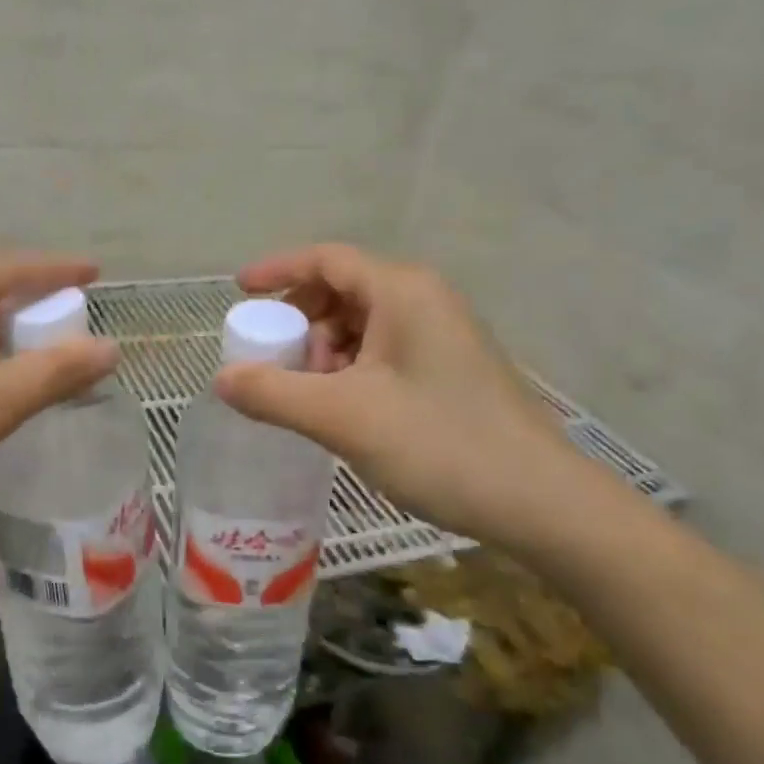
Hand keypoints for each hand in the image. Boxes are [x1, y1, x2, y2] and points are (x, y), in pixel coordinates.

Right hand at [215, 244, 602, 547]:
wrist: (542, 504)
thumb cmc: (440, 444)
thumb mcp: (343, 418)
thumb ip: (274, 393)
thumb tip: (221, 380)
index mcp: (402, 291)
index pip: (326, 259)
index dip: (277, 270)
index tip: (239, 291)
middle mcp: (425, 300)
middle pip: (343, 290)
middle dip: (301, 323)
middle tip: (278, 364)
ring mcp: (443, 334)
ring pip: (363, 324)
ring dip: (326, 352)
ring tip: (315, 398)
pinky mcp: (452, 368)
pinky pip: (385, 350)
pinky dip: (352, 369)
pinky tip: (347, 411)